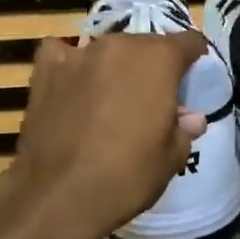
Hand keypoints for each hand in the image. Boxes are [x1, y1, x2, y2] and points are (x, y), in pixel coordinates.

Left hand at [0, 32, 206, 238]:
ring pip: (107, 50)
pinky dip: (70, 64)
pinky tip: (71, 84)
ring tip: (110, 98)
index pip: (188, 42)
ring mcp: (79, 54)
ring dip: (114, 67)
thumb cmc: (127, 176)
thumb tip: (190, 118)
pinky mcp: (45, 69)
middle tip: (150, 100)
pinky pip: (62, 53)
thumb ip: (183, 128)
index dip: (194, 59)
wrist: (59, 196)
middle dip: (151, 67)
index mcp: (158, 59)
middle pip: (145, 46)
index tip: (192, 77)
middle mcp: (120, 45)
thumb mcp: (171, 158)